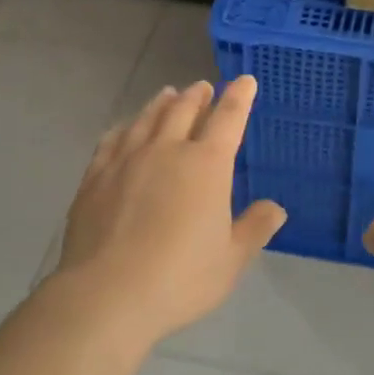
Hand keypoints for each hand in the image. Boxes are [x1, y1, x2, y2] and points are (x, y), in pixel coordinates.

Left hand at [54, 77, 285, 343]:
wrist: (107, 293)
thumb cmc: (179, 278)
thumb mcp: (231, 261)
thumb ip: (255, 229)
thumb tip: (276, 208)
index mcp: (207, 164)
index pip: (228, 118)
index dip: (239, 97)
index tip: (245, 81)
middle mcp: (168, 149)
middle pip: (184, 109)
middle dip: (198, 95)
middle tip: (203, 88)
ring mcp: (128, 158)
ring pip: (148, 117)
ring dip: (162, 103)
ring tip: (169, 94)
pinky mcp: (97, 174)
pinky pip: (113, 138)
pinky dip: (125, 126)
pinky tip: (125, 127)